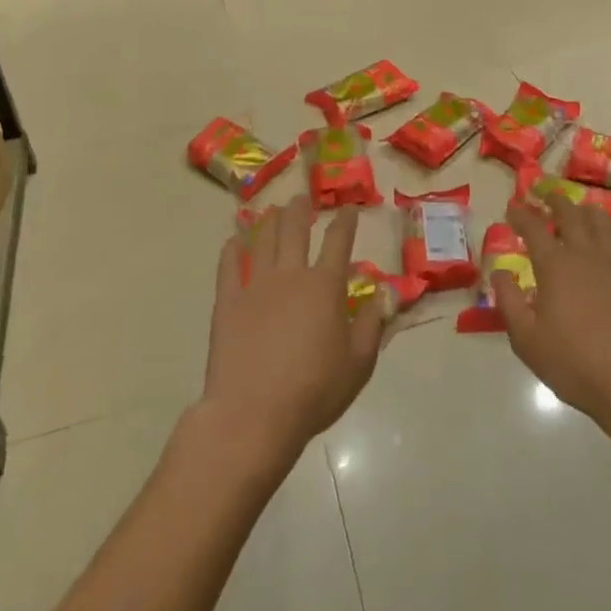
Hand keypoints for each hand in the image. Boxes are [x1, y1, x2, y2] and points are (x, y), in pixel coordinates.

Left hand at [201, 197, 382, 464]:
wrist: (253, 413)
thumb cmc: (314, 391)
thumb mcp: (359, 364)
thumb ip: (372, 324)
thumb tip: (383, 294)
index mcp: (325, 286)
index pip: (339, 242)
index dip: (345, 222)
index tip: (349, 208)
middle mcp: (291, 274)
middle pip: (295, 230)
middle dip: (301, 210)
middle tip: (302, 197)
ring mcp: (256, 285)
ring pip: (264, 240)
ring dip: (270, 221)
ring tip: (273, 209)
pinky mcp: (228, 301)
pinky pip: (229, 265)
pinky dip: (232, 249)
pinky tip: (234, 240)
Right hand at [494, 195, 610, 435]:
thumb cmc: (577, 365)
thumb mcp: (527, 341)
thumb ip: (509, 302)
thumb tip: (499, 273)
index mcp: (556, 265)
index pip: (533, 228)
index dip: (521, 215)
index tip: (513, 207)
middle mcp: (588, 253)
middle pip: (571, 214)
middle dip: (556, 201)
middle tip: (547, 195)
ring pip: (604, 222)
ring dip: (588, 211)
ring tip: (582, 209)